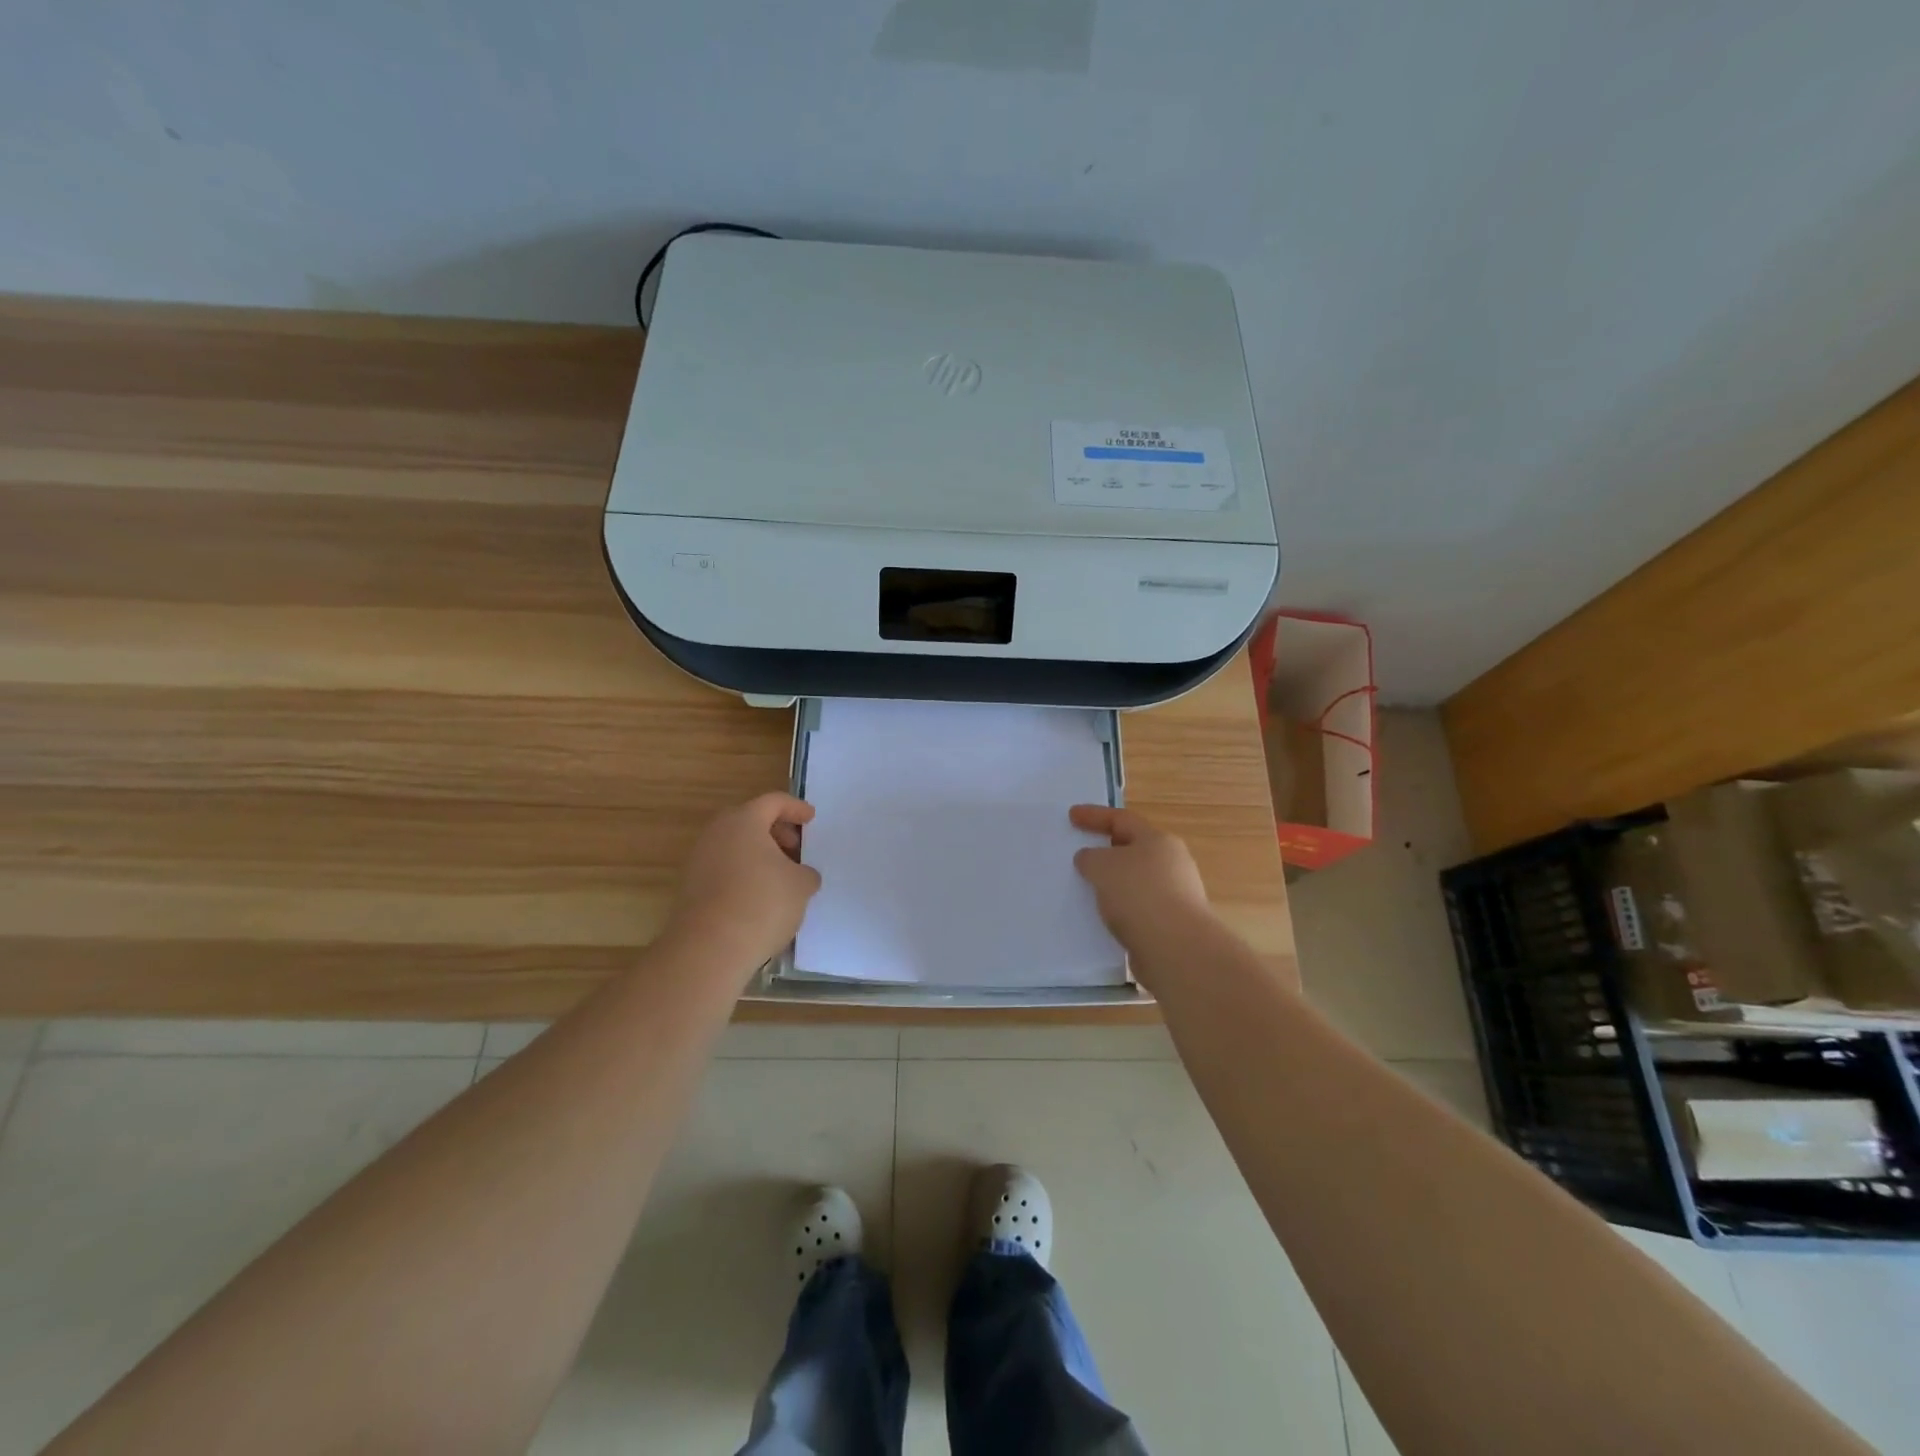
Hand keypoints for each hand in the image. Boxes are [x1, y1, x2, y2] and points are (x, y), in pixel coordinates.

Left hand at [666, 793, 821, 977]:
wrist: (709, 948)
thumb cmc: (762, 903)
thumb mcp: (801, 885)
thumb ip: (805, 872)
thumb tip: (801, 875)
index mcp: (744, 821)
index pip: (773, 802)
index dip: (796, 808)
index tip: (811, 819)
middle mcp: (716, 833)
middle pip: (749, 821)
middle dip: (775, 831)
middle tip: (795, 848)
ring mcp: (698, 860)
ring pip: (734, 846)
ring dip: (758, 855)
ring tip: (780, 877)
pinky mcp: (690, 888)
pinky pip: (723, 869)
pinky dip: (743, 874)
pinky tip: (760, 897)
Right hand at [1070, 805, 1213, 954]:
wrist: (1176, 948)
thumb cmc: (1139, 894)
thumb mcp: (1102, 866)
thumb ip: (1090, 858)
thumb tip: (1090, 859)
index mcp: (1158, 840)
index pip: (1122, 819)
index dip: (1094, 816)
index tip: (1071, 815)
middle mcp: (1172, 863)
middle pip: (1133, 849)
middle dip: (1107, 850)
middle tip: (1082, 854)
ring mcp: (1175, 895)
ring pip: (1135, 880)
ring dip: (1113, 883)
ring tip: (1087, 889)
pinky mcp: (1171, 924)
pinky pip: (1138, 907)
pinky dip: (1120, 908)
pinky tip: (1103, 917)